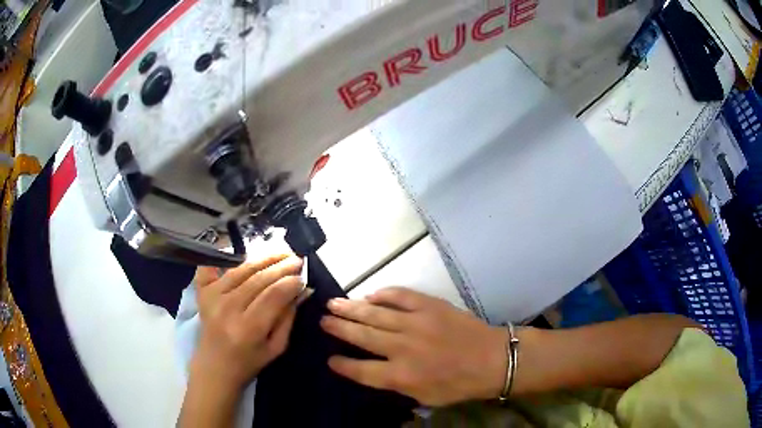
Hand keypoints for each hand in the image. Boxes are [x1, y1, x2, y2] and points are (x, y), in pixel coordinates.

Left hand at [191, 254, 303, 391]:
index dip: (290, 283)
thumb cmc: (249, 362)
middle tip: (298, 260)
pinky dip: (223, 255)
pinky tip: (235, 246)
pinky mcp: (202, 292)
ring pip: (241, 270)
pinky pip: (211, 266)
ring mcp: (212, 297)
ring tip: (281, 253)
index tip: (303, 277)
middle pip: (258, 279)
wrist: (214, 367)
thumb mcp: (276, 347)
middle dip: (281, 266)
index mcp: (248, 328)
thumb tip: (302, 290)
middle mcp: (228, 308)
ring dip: (263, 258)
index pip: (273, 295)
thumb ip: (288, 318)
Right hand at [321, 287, 507, 406]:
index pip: (360, 370)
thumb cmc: (459, 384)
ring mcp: (415, 323)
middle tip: (322, 320)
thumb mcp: (425, 397)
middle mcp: (402, 348)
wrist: (492, 359)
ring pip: (374, 313)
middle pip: (361, 336)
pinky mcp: (429, 305)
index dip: (342, 364)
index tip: (329, 358)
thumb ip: (397, 385)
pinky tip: (371, 295)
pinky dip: (383, 294)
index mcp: (401, 375)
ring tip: (333, 303)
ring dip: (351, 308)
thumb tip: (375, 371)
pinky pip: (400, 295)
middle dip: (338, 328)